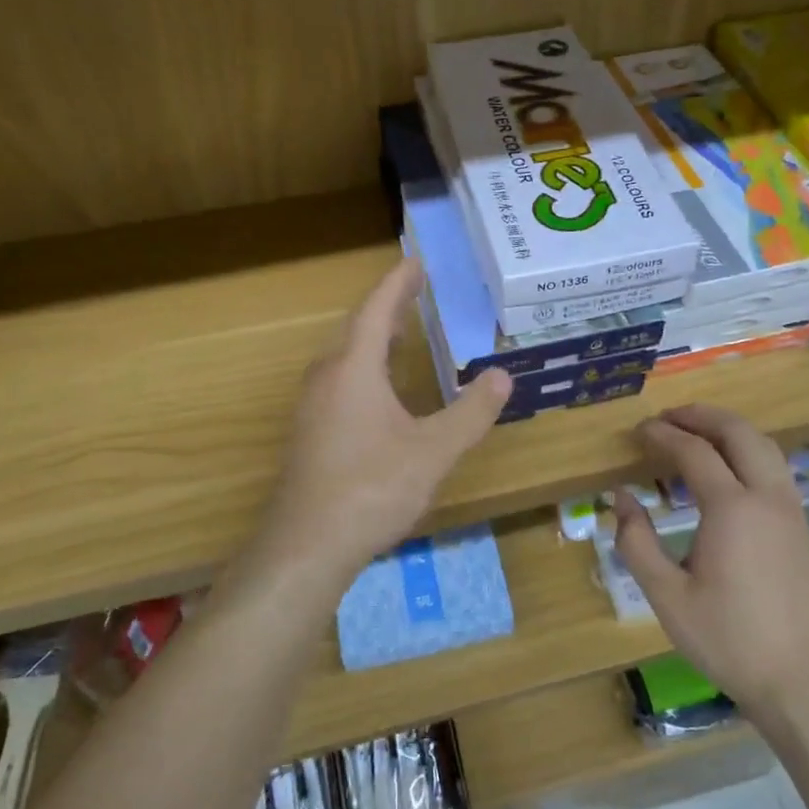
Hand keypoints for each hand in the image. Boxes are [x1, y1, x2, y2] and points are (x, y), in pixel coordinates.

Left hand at [241, 256, 509, 597]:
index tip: (415, 262)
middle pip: (356, 329)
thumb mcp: (433, 451)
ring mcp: (312, 407)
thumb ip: (471, 413)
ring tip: (401, 334)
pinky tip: (380, 393)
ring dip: (372, 339)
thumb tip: (502, 376)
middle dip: (387, 308)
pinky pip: (338, 382)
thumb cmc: (371, 488)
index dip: (397, 284)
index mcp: (354, 369)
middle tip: (415, 294)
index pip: (376, 310)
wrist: (307, 545)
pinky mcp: (308, 433)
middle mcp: (327, 378)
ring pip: (344, 358)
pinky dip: (363, 368)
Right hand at [613, 405, 808, 723]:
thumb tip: (621, 498)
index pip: (694, 452)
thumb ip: (637, 542)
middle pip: (739, 433)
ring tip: (698, 433)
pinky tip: (730, 473)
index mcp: (732, 509)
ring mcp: (793, 512)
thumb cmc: (728, 640)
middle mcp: (768, 498)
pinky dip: (749, 453)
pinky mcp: (805, 529)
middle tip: (669, 417)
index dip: (663, 435)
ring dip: (730, 430)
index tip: (639, 431)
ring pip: (766, 447)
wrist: (804, 682)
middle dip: (702, 416)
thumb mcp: (667, 596)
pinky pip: (776, 470)